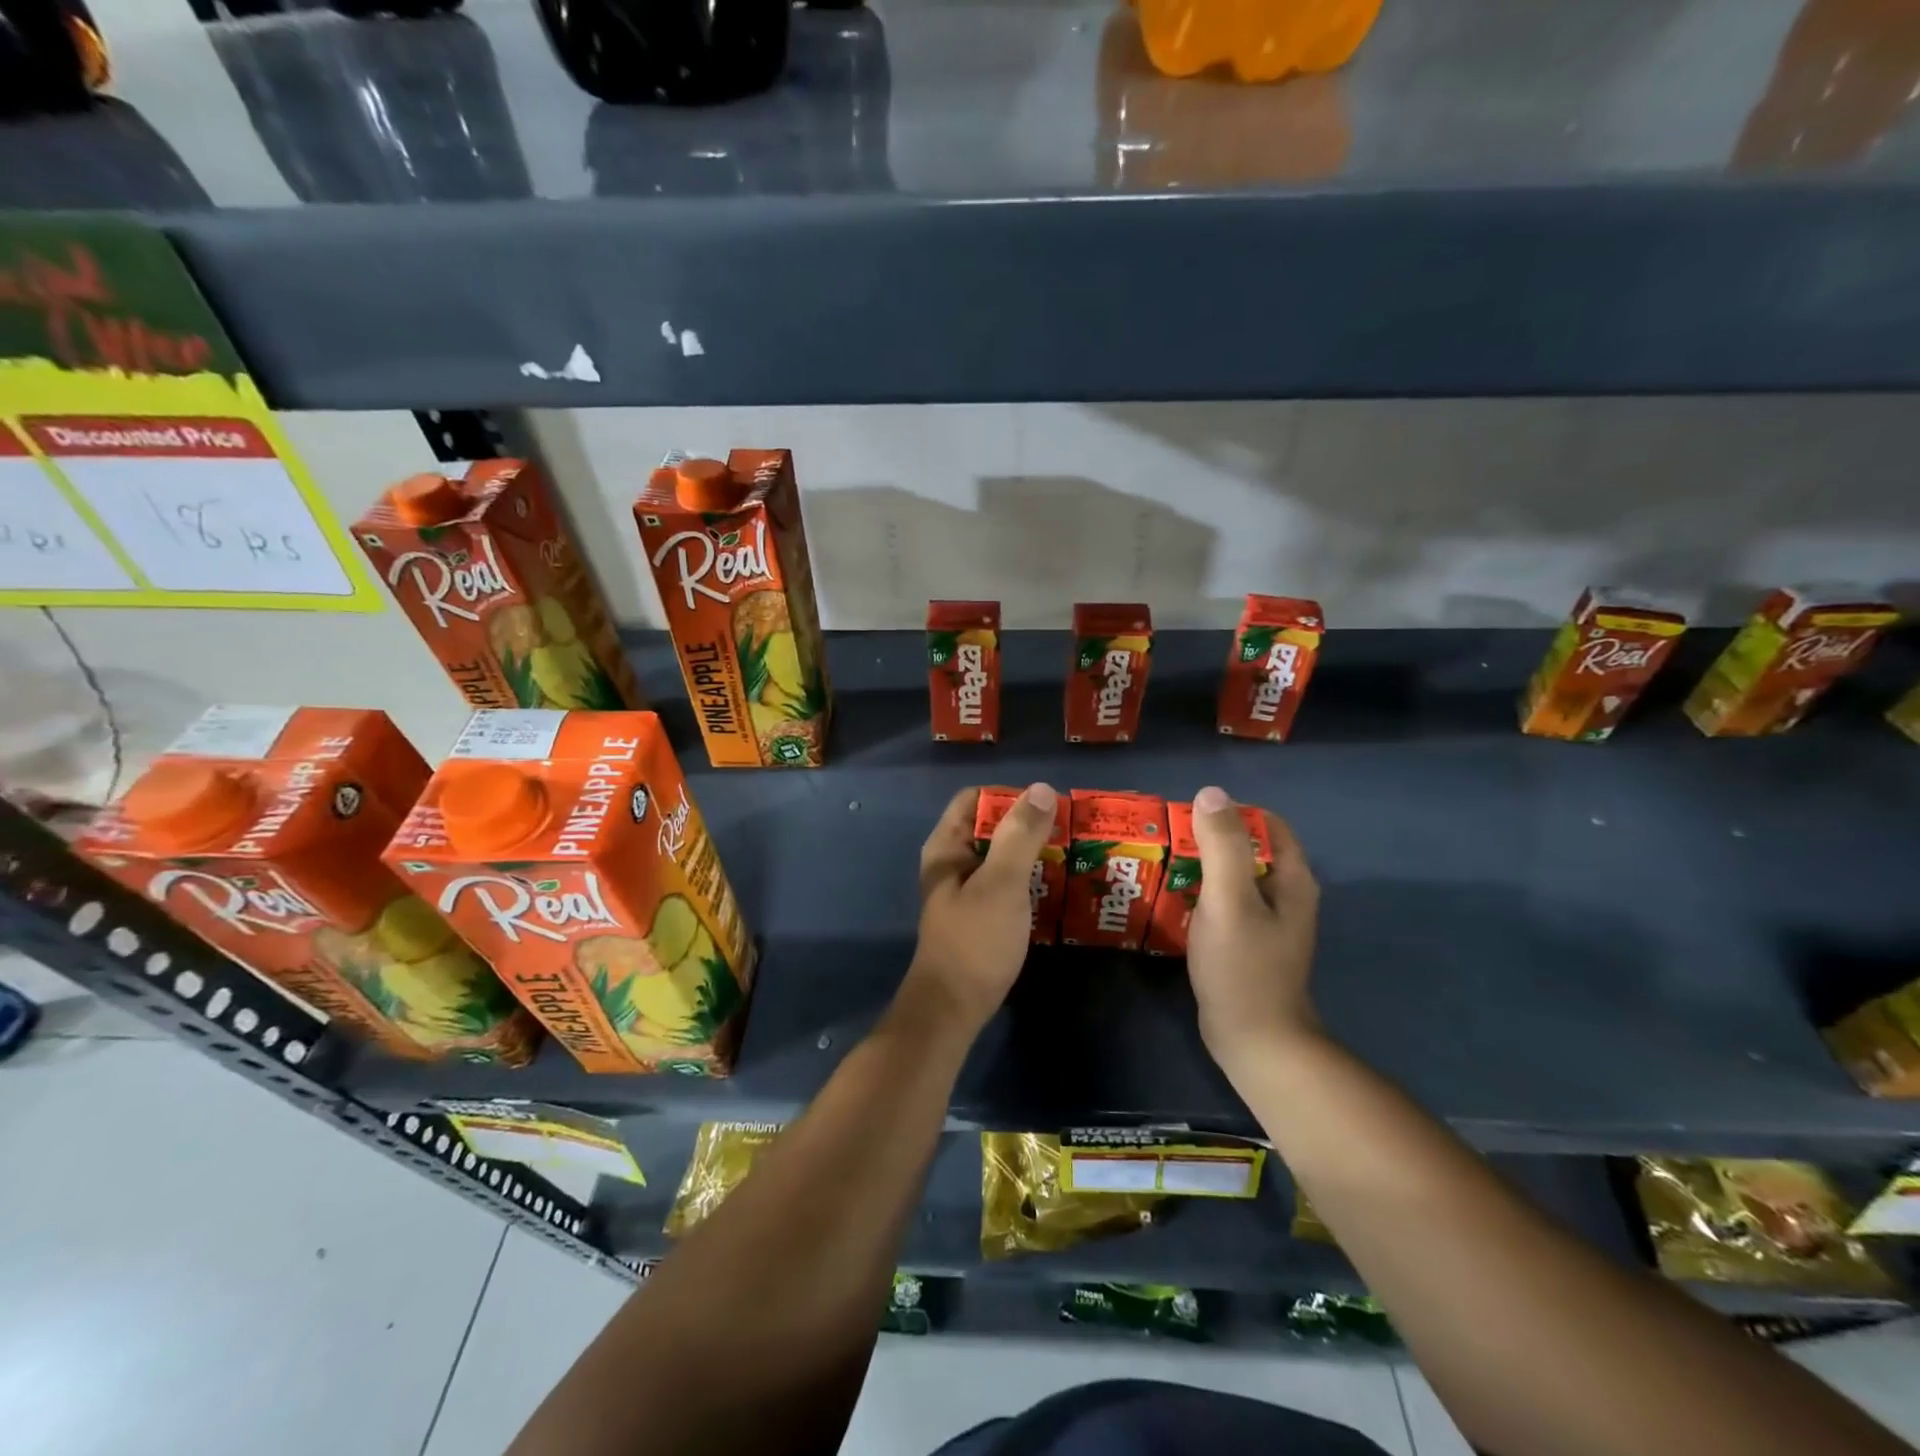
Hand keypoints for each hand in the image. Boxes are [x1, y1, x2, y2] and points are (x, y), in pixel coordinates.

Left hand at [901, 783, 1058, 1037]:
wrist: (953, 1009)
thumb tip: (1043, 789)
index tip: (1048, 806)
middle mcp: (953, 862)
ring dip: (1034, 853)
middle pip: (991, 826)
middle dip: (1029, 825)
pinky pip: (1008, 883)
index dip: (1010, 796)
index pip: (975, 799)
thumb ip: (1020, 836)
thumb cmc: (975, 940)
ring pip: (1003, 856)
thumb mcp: (1001, 883)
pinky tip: (1059, 886)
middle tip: (1072, 830)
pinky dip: (1031, 879)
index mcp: (947, 846)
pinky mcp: (981, 915)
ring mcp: (967, 890)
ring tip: (1074, 855)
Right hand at [1185, 785, 1321, 1081]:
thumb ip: (1223, 846)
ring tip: (1160, 863)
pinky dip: (1199, 894)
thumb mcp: (1229, 900)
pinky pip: (1222, 904)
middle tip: (1165, 838)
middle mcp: (1284, 895)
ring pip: (1232, 877)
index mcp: (1291, 879)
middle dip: (1208, 838)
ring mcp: (1265, 922)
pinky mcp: (1245, 943)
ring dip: (1200, 866)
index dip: (1230, 812)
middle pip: (1247, 849)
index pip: (1266, 824)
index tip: (1188, 815)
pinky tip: (1170, 899)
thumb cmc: (1244, 967)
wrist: (1254, 1041)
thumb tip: (1211, 793)